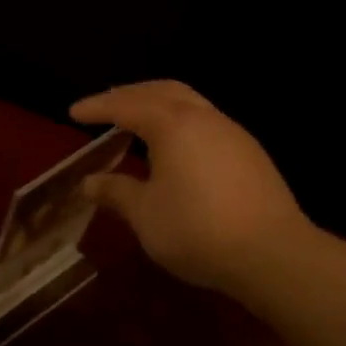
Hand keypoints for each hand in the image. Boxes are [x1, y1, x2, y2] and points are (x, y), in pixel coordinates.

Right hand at [71, 80, 313, 294]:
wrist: (273, 255)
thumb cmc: (197, 230)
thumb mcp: (145, 214)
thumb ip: (116, 192)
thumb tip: (89, 183)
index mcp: (173, 125)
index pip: (126, 105)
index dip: (97, 107)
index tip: (73, 112)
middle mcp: (204, 118)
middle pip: (162, 90)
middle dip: (130, 94)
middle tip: (105, 106)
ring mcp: (232, 134)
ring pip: (189, 102)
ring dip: (158, 105)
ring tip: (136, 122)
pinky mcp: (250, 154)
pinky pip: (206, 122)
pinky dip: (179, 122)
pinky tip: (173, 147)